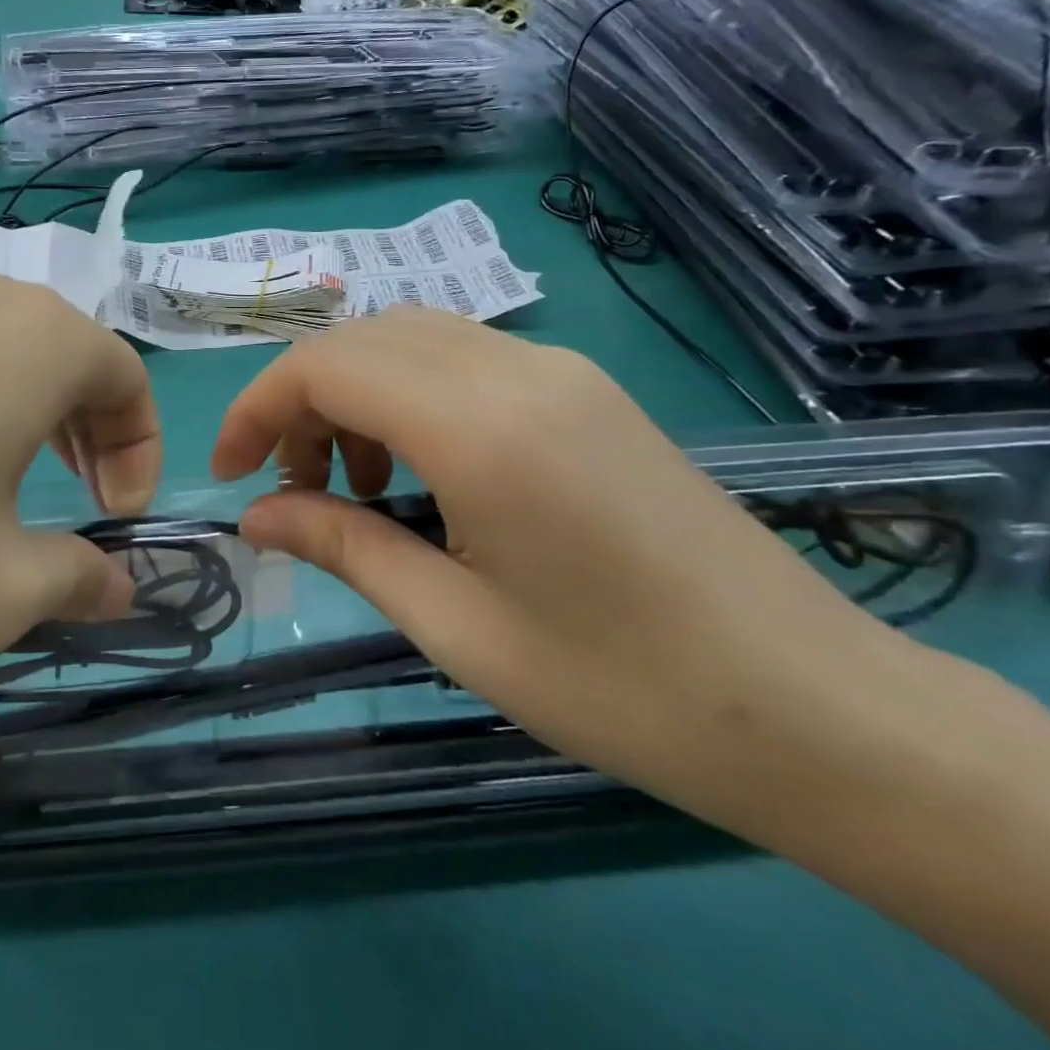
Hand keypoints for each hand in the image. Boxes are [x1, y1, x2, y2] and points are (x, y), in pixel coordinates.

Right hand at [210, 308, 918, 831]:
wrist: (819, 710)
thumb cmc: (621, 688)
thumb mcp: (454, 625)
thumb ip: (342, 546)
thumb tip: (256, 516)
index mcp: (482, 427)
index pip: (326, 366)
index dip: (256, 409)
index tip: (230, 475)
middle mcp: (520, 370)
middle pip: (363, 338)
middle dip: (300, 402)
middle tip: (290, 488)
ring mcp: (562, 371)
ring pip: (412, 340)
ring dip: (355, 396)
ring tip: (355, 490)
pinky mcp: (586, 390)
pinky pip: (463, 361)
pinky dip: (408, 398)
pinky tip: (421, 476)